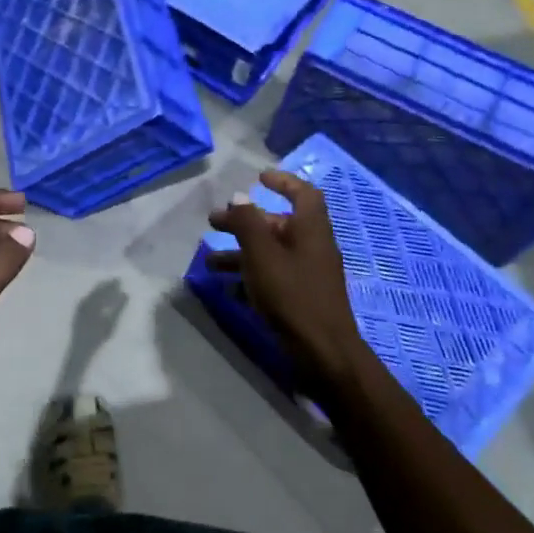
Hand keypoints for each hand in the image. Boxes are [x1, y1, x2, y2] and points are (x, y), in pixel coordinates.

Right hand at [207, 171, 360, 398]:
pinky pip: (272, 277)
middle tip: (213, 223)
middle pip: (278, 224)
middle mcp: (312, 247)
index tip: (258, 178)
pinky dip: (249, 276)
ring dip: (240, 252)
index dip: (283, 182)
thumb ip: (248, 223)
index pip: (303, 193)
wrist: (324, 354)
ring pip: (270, 253)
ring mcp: (308, 275)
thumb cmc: (293, 296)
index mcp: (311, 230)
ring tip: (210, 262)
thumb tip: (239, 197)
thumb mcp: (262, 255)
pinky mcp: (301, 298)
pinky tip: (226, 288)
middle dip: (245, 221)